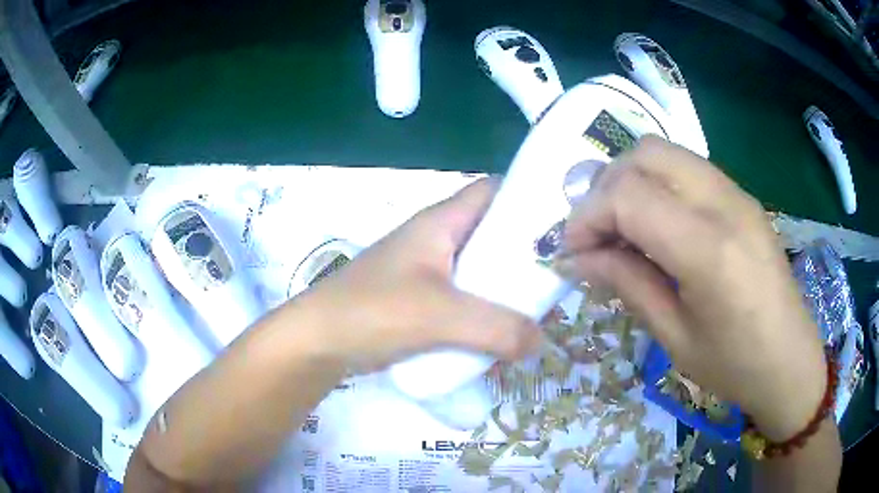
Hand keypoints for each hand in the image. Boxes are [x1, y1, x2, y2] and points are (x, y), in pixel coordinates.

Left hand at [296, 178, 540, 373]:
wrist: (317, 342)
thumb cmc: (372, 312)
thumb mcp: (440, 316)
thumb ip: (497, 328)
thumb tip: (541, 341)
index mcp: (440, 223)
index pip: (492, 191)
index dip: (526, 198)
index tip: (563, 223)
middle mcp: (436, 241)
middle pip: (491, 235)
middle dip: (524, 255)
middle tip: (558, 277)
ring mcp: (427, 272)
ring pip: (479, 271)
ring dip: (505, 289)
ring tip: (539, 310)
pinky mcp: (419, 301)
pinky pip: (464, 300)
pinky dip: (484, 312)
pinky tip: (502, 334)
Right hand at [559, 136, 825, 440]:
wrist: (790, 359)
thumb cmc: (734, 365)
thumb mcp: (674, 337)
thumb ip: (627, 284)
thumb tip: (579, 258)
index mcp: (709, 249)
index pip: (629, 196)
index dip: (587, 216)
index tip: (572, 249)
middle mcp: (724, 203)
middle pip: (645, 154)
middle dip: (606, 186)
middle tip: (598, 232)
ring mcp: (737, 193)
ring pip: (666, 152)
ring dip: (632, 180)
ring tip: (624, 227)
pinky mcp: (742, 196)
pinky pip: (687, 168)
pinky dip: (659, 184)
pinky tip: (659, 225)